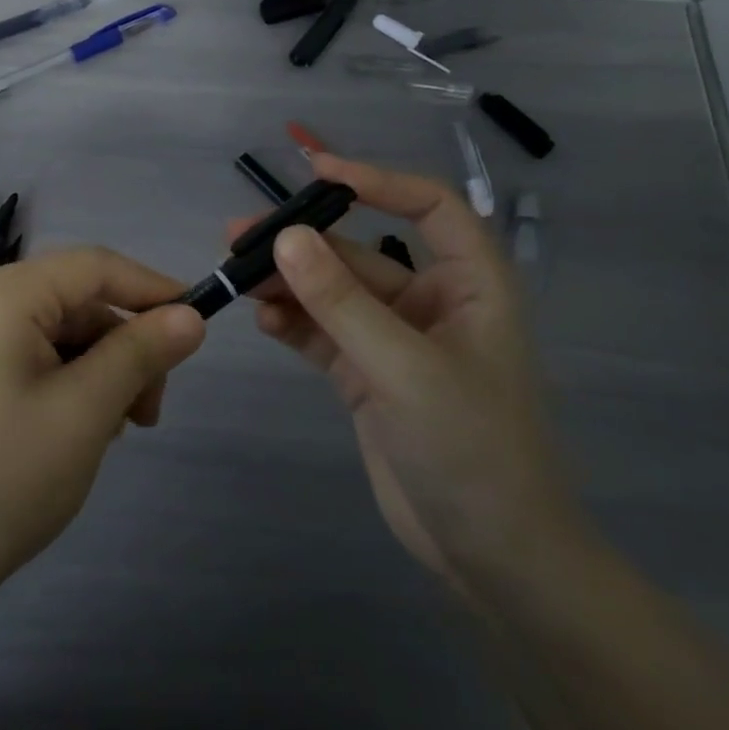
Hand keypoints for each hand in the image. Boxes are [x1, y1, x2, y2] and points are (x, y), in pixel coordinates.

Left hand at [0, 247, 205, 609]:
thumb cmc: (1, 478)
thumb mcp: (85, 411)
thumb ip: (140, 354)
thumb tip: (191, 316)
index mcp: (8, 294)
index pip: (98, 266)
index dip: (153, 290)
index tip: (200, 327)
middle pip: (80, 302)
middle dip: (126, 347)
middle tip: (149, 413)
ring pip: (62, 335)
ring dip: (102, 373)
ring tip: (113, 433)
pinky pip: (36, 360)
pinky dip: (71, 387)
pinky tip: (79, 434)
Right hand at [245, 153, 587, 592]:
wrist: (493, 557)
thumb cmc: (473, 450)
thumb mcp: (405, 369)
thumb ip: (342, 302)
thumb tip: (286, 237)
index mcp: (470, 286)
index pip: (430, 207)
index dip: (377, 181)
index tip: (316, 172)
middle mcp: (431, 303)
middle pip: (361, 253)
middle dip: (304, 243)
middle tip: (240, 234)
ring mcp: (394, 341)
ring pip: (333, 293)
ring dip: (287, 282)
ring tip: (236, 275)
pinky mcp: (366, 375)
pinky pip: (322, 333)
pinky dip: (292, 322)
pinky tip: (260, 318)